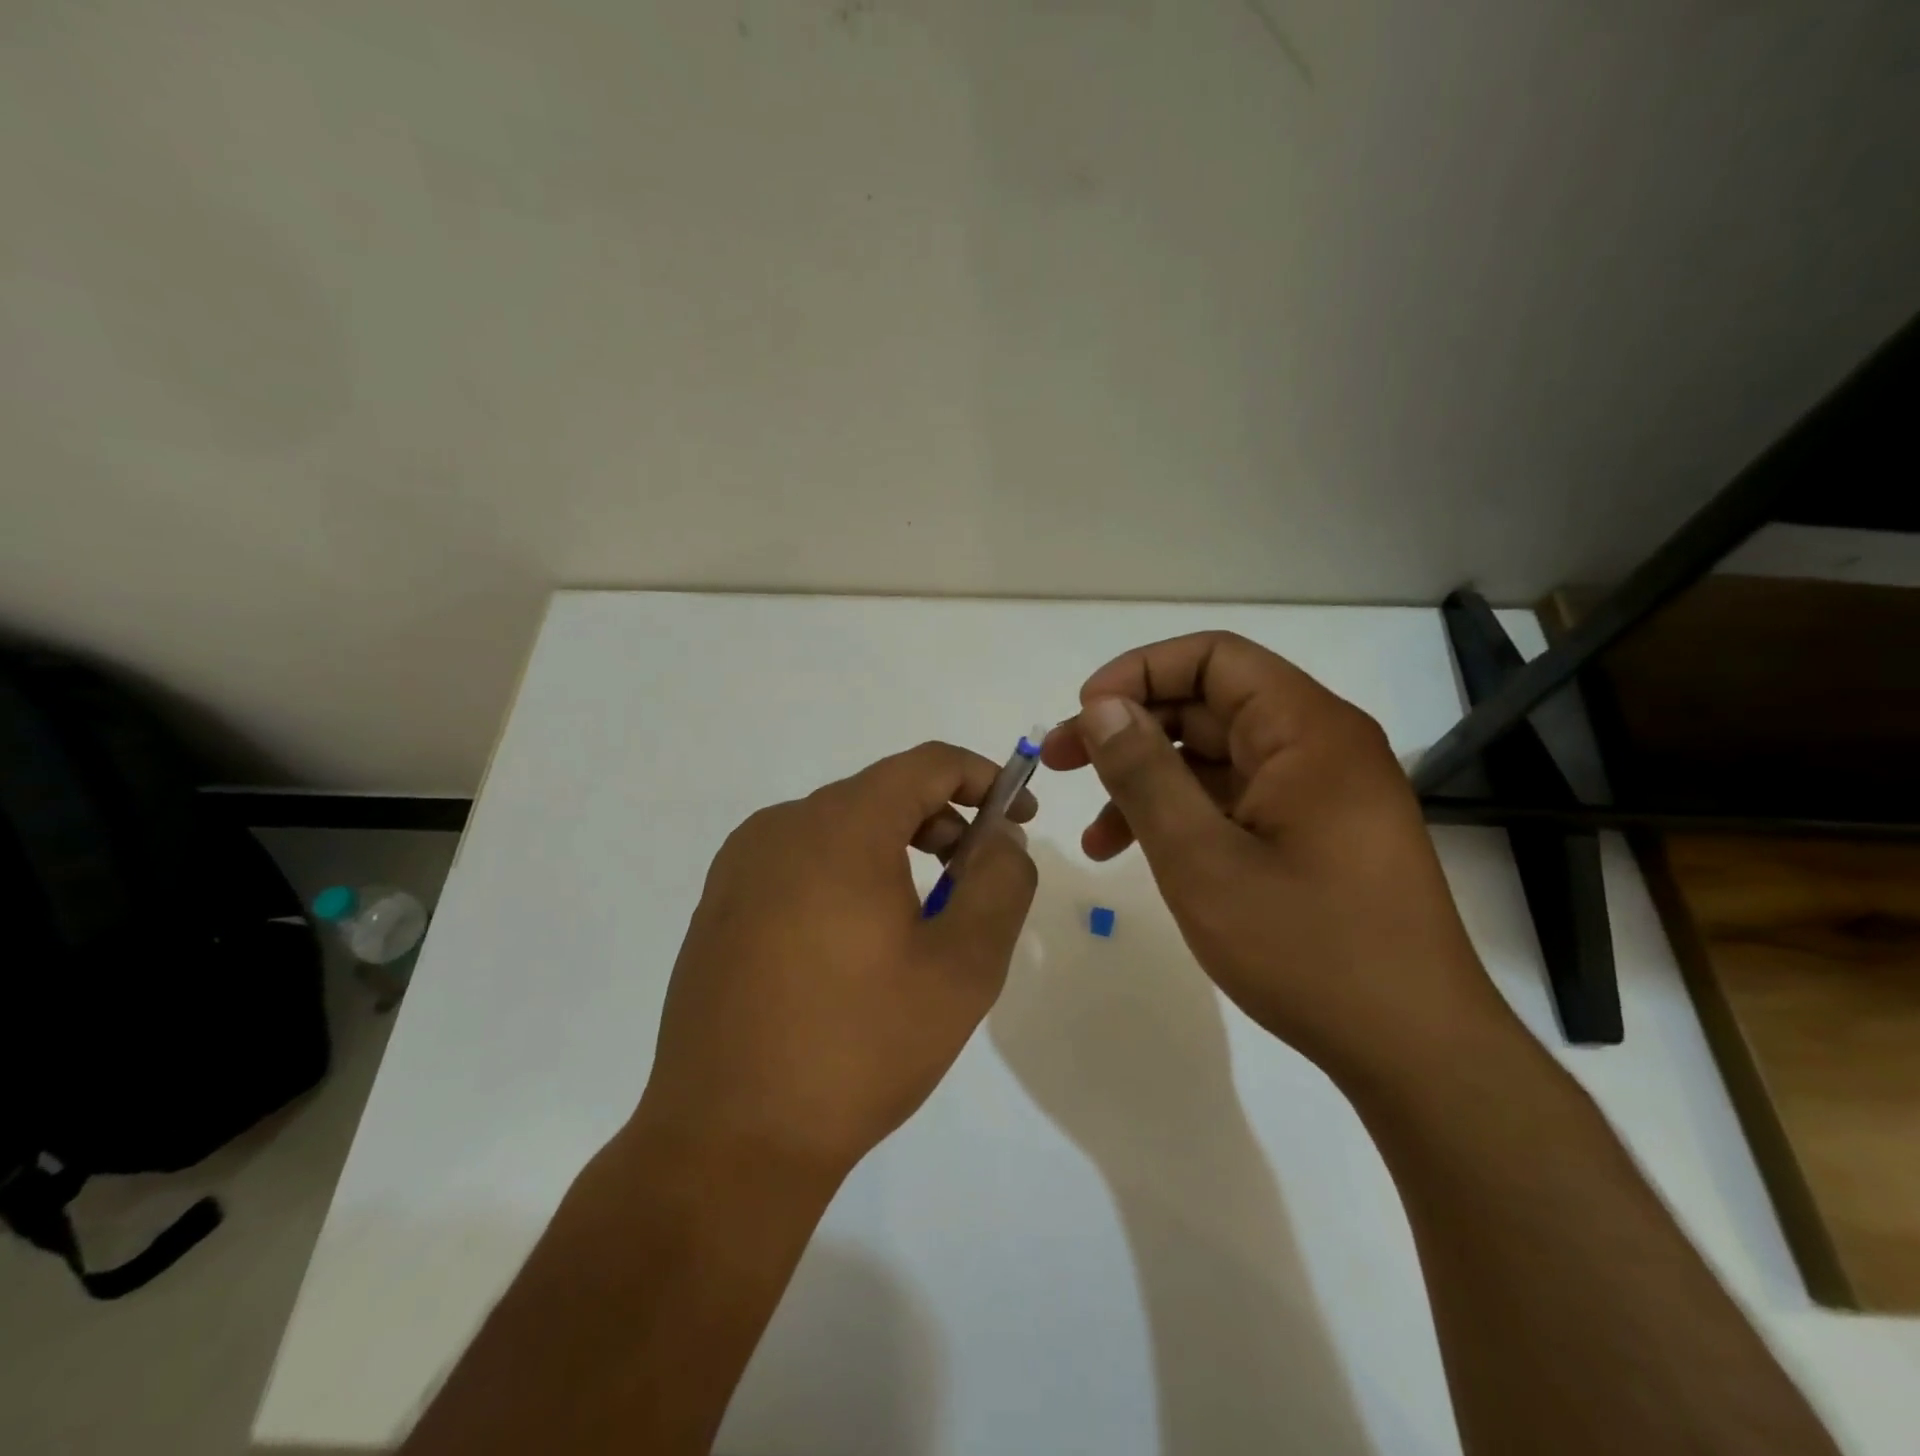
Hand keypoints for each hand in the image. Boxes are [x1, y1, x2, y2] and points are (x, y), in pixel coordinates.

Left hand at [634, 742, 1037, 1181]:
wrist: (730, 1141)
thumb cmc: (859, 1047)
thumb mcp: (963, 967)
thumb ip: (1000, 884)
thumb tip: (1001, 839)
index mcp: (840, 827)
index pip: (927, 764)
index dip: (984, 779)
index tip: (1020, 818)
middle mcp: (781, 826)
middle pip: (882, 792)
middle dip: (943, 820)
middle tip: (976, 878)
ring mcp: (740, 865)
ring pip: (839, 827)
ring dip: (895, 849)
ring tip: (922, 917)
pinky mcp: (719, 904)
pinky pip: (800, 861)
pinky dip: (847, 873)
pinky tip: (856, 942)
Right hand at [1041, 632, 1505, 1081]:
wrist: (1414, 1051)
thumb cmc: (1307, 949)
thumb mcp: (1202, 859)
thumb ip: (1145, 774)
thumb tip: (1100, 707)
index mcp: (1307, 730)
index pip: (1214, 658)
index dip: (1140, 673)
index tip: (1085, 715)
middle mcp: (1319, 746)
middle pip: (1209, 705)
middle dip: (1130, 731)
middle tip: (1063, 765)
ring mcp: (1319, 792)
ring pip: (1215, 758)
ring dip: (1148, 782)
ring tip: (1093, 835)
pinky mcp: (1314, 833)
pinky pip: (1235, 800)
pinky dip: (1183, 816)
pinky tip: (1137, 856)